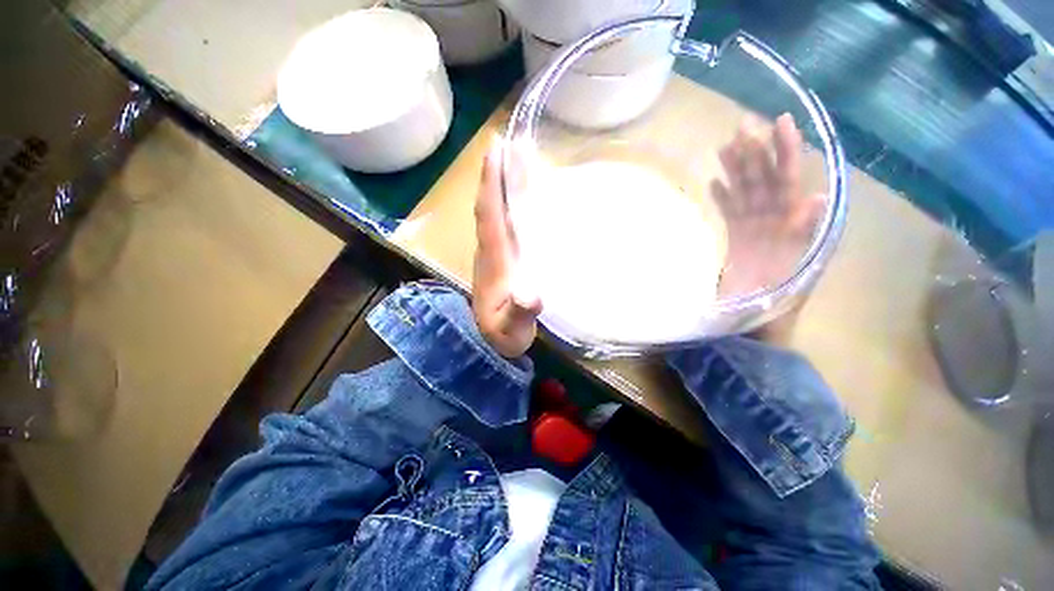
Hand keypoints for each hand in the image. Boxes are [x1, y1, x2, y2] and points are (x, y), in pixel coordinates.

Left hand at [472, 140, 541, 357]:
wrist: (492, 341)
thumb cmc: (504, 334)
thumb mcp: (513, 329)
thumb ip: (519, 313)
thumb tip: (529, 295)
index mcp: (493, 260)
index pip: (488, 216)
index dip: (491, 184)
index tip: (496, 150)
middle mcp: (491, 249)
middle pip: (490, 205)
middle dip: (496, 173)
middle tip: (507, 139)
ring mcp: (496, 252)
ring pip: (496, 211)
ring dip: (502, 182)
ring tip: (514, 154)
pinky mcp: (503, 257)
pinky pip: (504, 221)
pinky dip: (509, 201)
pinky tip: (520, 191)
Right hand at [712, 113, 824, 297]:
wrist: (752, 321)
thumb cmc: (773, 300)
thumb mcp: (792, 270)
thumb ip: (803, 235)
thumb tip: (816, 196)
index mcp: (792, 224)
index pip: (789, 180)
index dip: (787, 151)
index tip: (779, 123)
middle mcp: (776, 220)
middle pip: (765, 180)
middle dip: (756, 152)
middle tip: (740, 127)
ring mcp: (754, 227)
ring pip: (746, 191)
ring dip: (736, 169)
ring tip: (723, 147)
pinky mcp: (736, 237)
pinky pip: (730, 210)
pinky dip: (723, 196)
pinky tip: (714, 182)